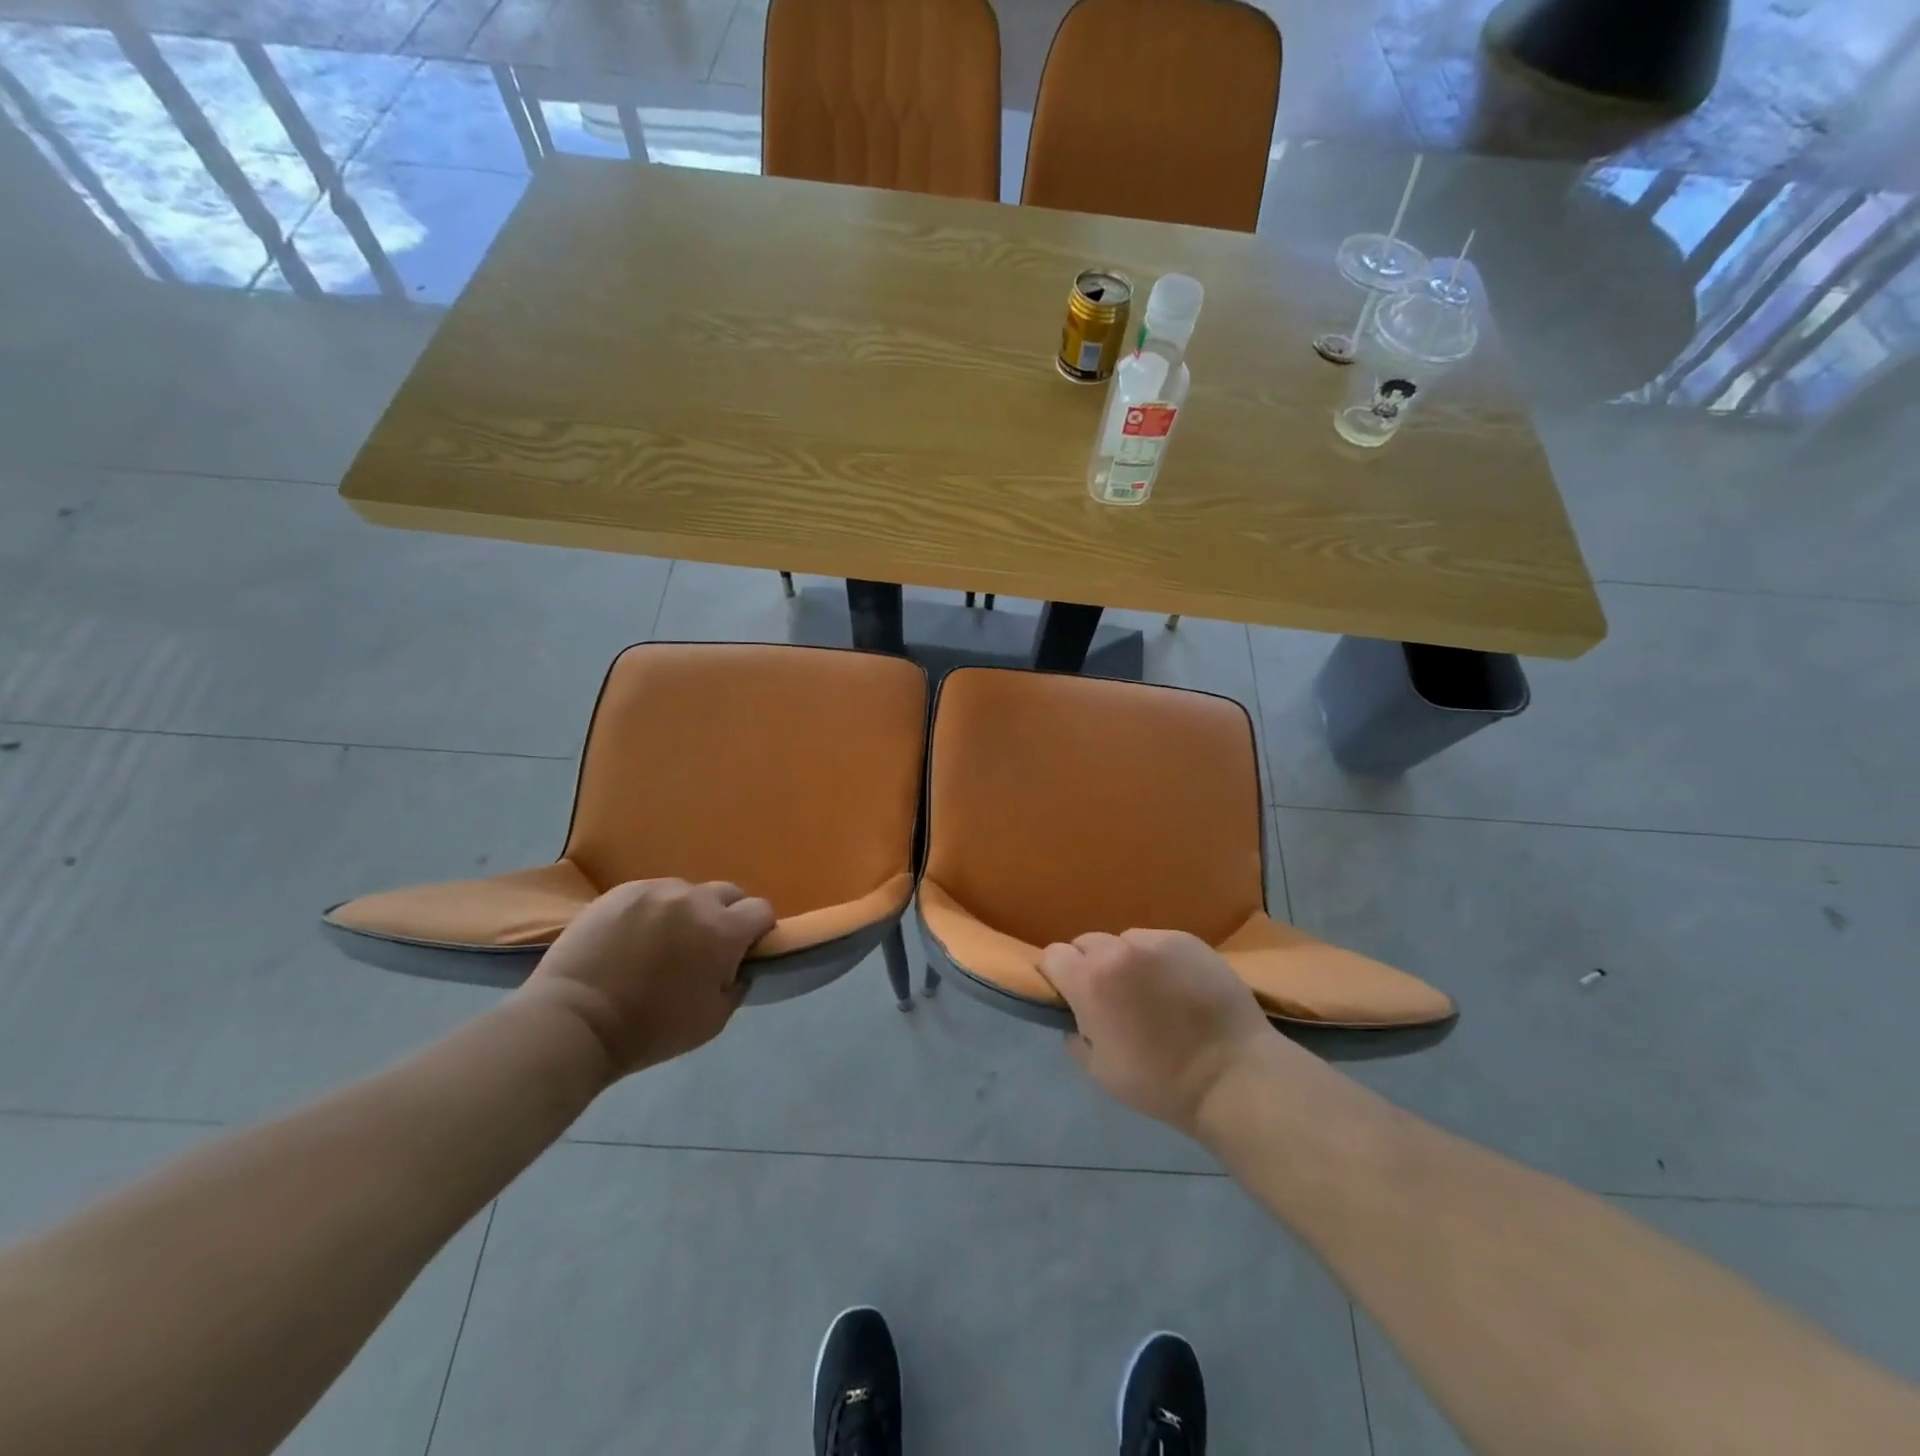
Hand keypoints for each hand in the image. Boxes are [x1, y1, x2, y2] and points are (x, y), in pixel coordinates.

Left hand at [521, 878, 774, 1078]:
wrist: (573, 1022)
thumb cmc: (649, 1029)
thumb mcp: (713, 1021)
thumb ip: (737, 984)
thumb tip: (739, 965)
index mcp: (722, 931)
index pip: (761, 910)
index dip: (758, 931)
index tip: (744, 951)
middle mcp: (694, 900)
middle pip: (729, 893)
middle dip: (727, 915)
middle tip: (706, 945)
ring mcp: (655, 890)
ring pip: (688, 891)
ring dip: (688, 911)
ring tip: (663, 941)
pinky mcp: (620, 891)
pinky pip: (652, 893)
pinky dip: (653, 910)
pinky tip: (633, 936)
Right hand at [1038, 929, 1278, 1135]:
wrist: (1233, 1076)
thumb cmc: (1160, 1082)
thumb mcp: (1100, 1071)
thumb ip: (1076, 1034)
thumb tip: (1075, 1016)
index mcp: (1090, 981)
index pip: (1054, 955)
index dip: (1059, 976)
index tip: (1071, 996)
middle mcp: (1118, 950)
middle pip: (1086, 943)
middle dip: (1090, 965)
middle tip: (1111, 996)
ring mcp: (1156, 941)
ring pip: (1123, 940)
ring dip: (1125, 959)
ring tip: (1149, 989)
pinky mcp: (1188, 940)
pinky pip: (1158, 941)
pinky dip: (1157, 958)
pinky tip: (1177, 985)